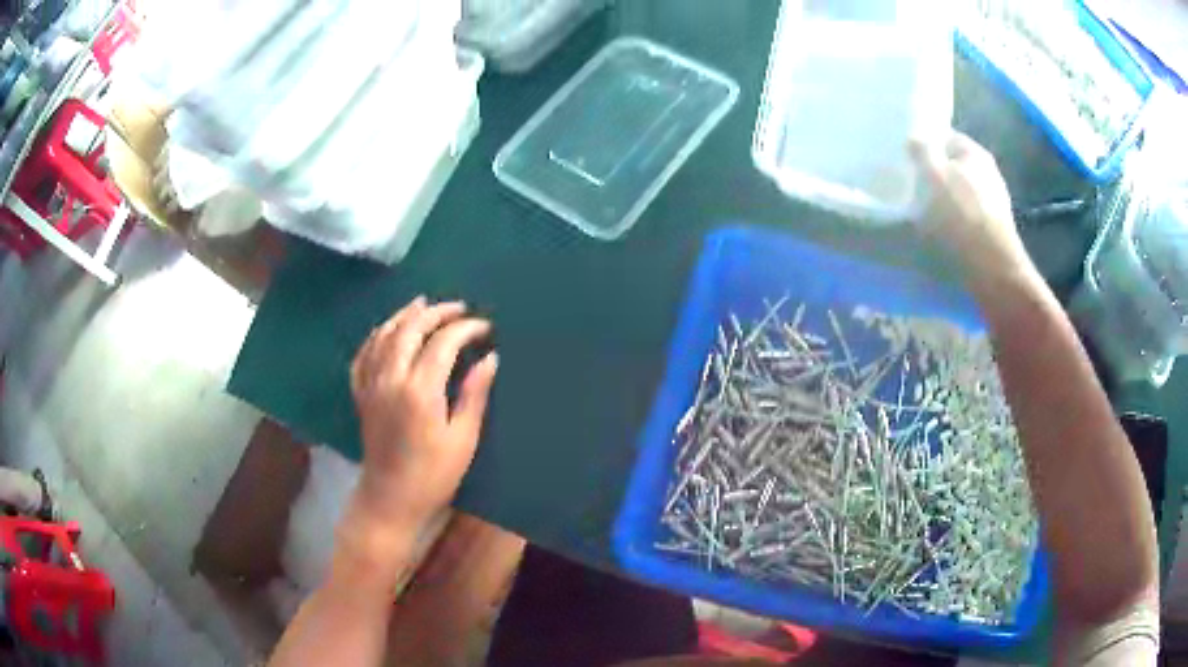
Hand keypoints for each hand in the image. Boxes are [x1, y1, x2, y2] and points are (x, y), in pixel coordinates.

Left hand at [349, 297, 498, 531]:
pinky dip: (375, 336)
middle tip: (459, 308)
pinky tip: (386, 330)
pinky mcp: (361, 394)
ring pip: (383, 335)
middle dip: (436, 313)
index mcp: (420, 391)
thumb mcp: (463, 438)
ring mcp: (371, 385)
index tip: (485, 327)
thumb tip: (490, 358)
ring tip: (423, 304)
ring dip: (404, 315)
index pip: (443, 343)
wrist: (390, 499)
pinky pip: (363, 355)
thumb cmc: (434, 475)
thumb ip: (474, 394)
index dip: (465, 328)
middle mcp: (391, 379)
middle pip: (410, 329)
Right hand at [909, 132, 1033, 295]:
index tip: (907, 159)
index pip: (946, 137)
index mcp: (975, 152)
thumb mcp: (932, 173)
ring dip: (944, 202)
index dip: (925, 144)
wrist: (991, 270)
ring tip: (923, 216)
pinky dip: (954, 224)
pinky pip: (967, 220)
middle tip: (912, 187)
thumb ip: (921, 150)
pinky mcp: (993, 233)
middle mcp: (989, 174)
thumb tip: (914, 140)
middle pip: (954, 168)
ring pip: (960, 195)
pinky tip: (942, 237)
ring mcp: (994, 205)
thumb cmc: (960, 215)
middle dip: (935, 176)